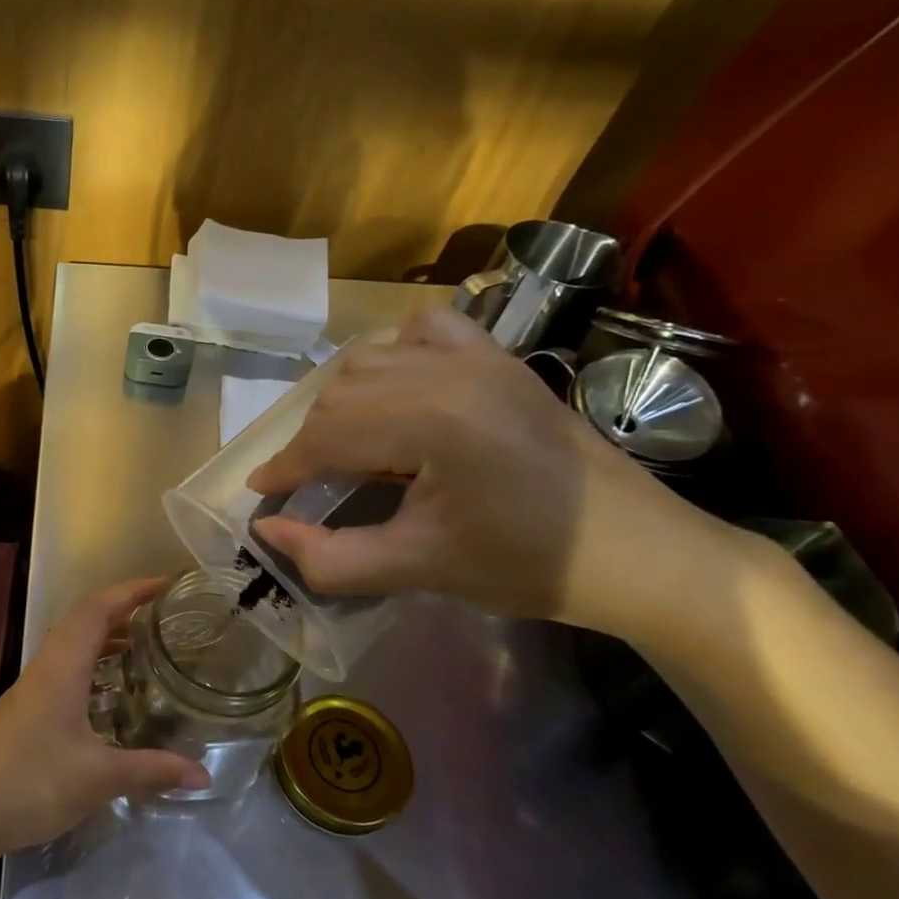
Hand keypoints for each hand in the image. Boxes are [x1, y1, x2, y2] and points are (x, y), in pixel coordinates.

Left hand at [0, 580, 211, 860]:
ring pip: (69, 648)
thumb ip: (151, 770)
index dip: (130, 591)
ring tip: (138, 649)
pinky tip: (104, 697)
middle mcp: (43, 669)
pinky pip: (61, 671)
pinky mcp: (21, 713)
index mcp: (61, 669)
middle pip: (82, 622)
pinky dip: (88, 667)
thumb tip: (204, 775)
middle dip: (120, 611)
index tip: (163, 585)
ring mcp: (28, 691)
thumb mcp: (98, 778)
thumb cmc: (31, 784)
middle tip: (158, 617)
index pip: (96, 610)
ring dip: (102, 640)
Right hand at [247, 307, 739, 635]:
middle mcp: (449, 370)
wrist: (637, 552)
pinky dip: (394, 352)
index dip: (286, 467)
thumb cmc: (528, 566)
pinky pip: (426, 328)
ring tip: (346, 446)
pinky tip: (395, 387)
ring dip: (343, 401)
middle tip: (308, 484)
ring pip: (371, 359)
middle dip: (312, 440)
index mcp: (432, 422)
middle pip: (341, 393)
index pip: (328, 434)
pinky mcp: (500, 356)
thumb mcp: (419, 570)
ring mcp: (479, 355)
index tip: (261, 493)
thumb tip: (267, 529)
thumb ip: (331, 557)